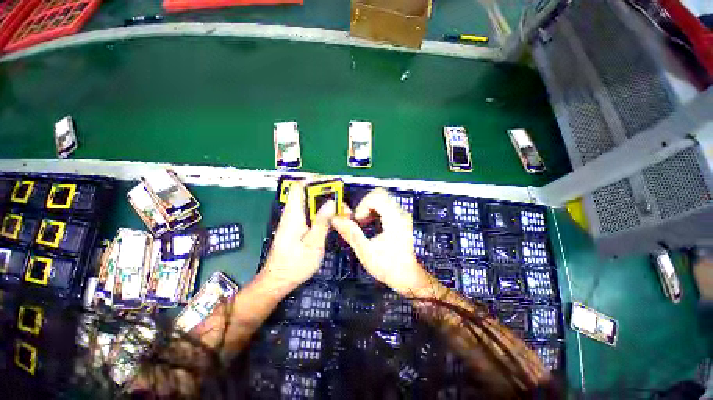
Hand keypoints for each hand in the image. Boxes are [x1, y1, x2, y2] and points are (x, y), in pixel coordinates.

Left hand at [262, 181, 335, 290]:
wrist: (277, 280)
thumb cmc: (295, 265)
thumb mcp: (313, 244)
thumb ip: (322, 222)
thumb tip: (331, 202)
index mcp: (293, 215)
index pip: (299, 186)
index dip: (314, 180)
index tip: (331, 183)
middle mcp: (291, 213)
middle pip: (307, 193)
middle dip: (325, 193)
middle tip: (340, 201)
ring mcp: (293, 220)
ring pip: (309, 203)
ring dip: (324, 203)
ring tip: (340, 210)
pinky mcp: (296, 226)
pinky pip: (309, 212)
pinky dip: (321, 212)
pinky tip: (331, 219)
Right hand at [332, 188, 432, 295]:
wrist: (408, 277)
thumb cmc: (388, 266)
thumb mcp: (365, 251)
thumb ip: (351, 233)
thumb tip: (335, 218)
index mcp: (394, 218)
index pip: (377, 196)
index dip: (363, 205)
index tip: (358, 221)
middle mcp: (400, 212)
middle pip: (379, 194)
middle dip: (365, 205)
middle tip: (360, 221)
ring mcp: (402, 214)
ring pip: (382, 199)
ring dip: (369, 208)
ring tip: (363, 224)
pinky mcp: (400, 218)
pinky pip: (385, 205)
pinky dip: (374, 211)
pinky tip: (370, 225)